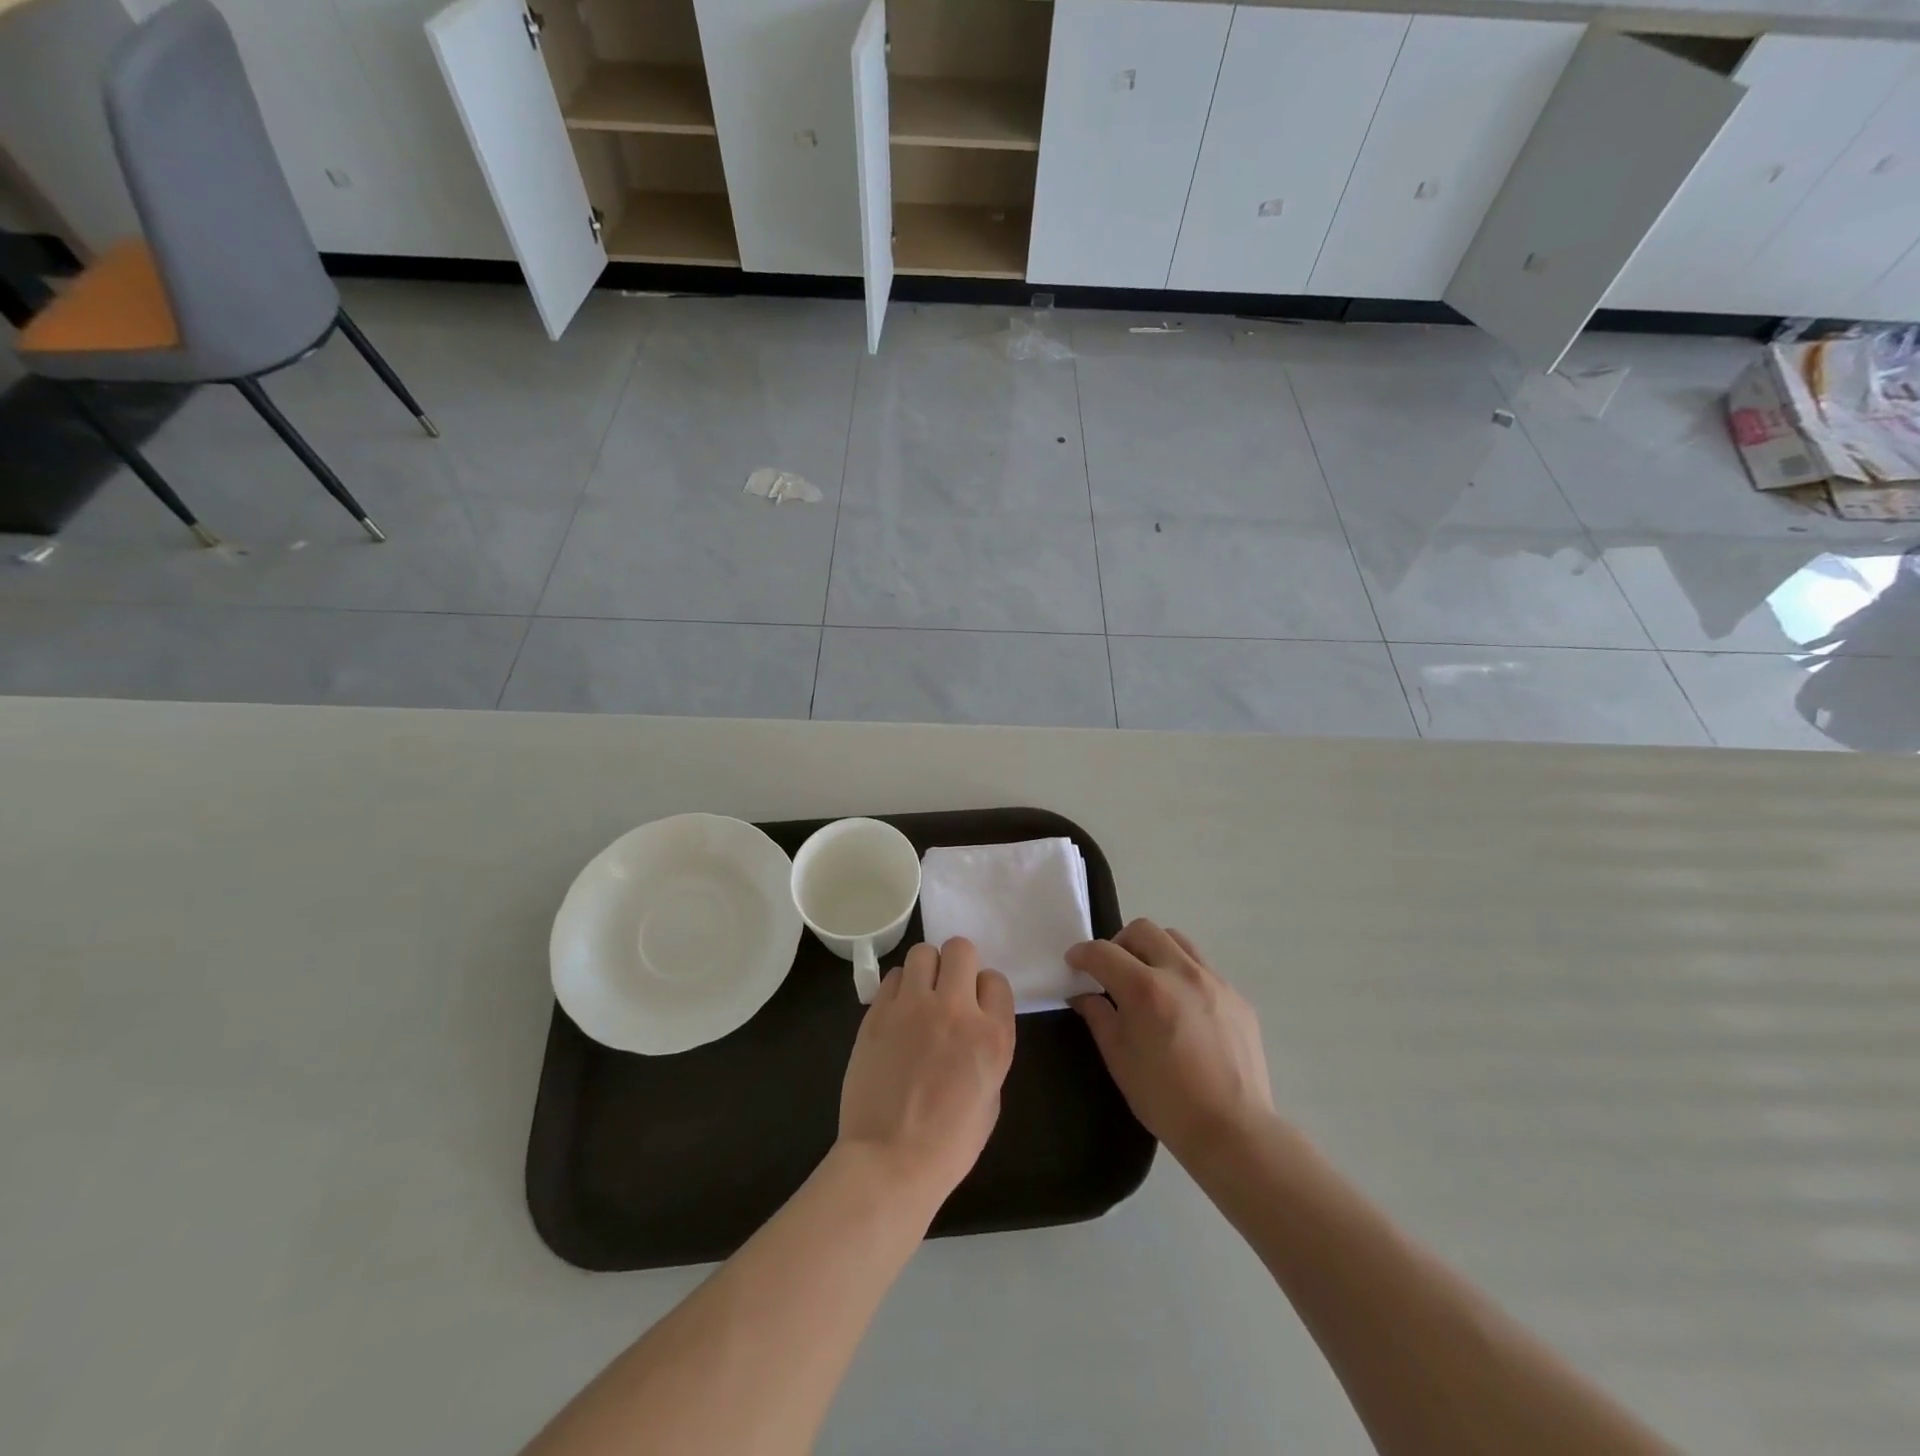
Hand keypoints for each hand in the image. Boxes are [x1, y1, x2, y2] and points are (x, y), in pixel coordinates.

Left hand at [838, 937, 1015, 1208]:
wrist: (890, 1161)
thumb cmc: (949, 1143)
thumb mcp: (991, 1097)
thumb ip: (987, 1049)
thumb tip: (973, 1026)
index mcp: (992, 1035)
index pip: (995, 979)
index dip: (985, 992)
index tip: (976, 1008)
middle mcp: (955, 1010)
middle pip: (960, 949)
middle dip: (958, 965)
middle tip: (948, 990)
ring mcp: (912, 1007)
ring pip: (923, 952)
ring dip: (926, 969)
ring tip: (920, 995)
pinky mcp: (878, 1012)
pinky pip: (892, 976)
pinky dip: (898, 988)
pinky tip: (897, 1013)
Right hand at [1067, 919, 1274, 1166]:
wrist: (1233, 1131)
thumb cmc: (1166, 1100)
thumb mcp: (1119, 1059)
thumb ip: (1098, 1017)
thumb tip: (1083, 994)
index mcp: (1145, 989)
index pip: (1103, 952)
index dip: (1081, 954)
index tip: (1074, 963)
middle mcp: (1180, 973)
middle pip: (1142, 930)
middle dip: (1118, 943)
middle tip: (1112, 970)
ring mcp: (1214, 981)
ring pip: (1176, 940)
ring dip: (1153, 949)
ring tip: (1148, 979)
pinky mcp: (1237, 996)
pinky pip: (1203, 967)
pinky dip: (1182, 973)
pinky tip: (1181, 1007)